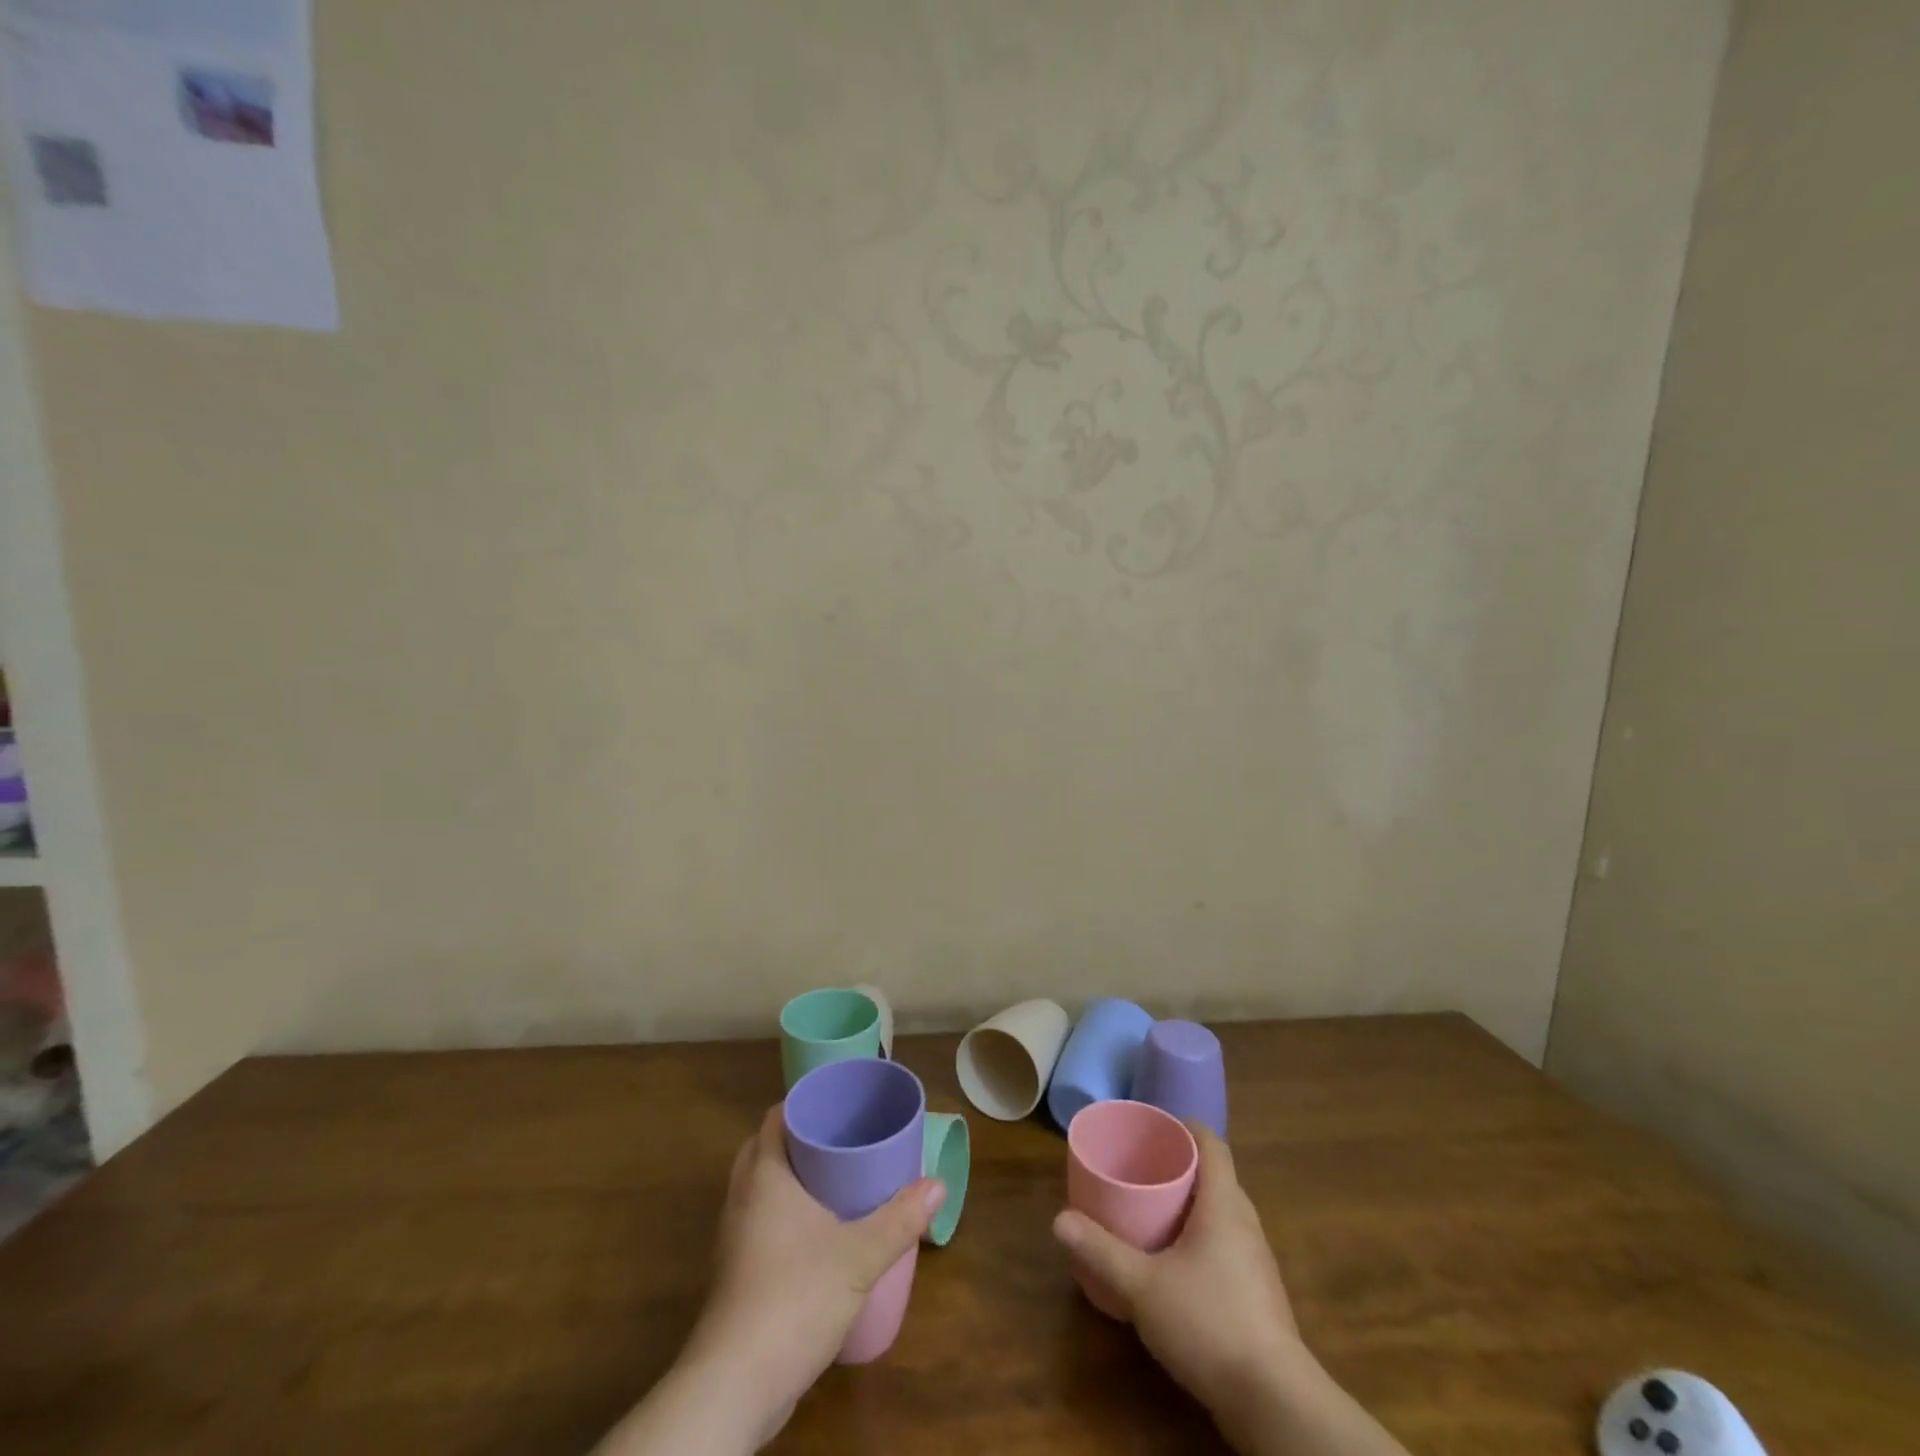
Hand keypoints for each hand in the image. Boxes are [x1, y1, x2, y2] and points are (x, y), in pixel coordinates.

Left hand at [677, 1105, 944, 1446]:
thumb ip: (900, 1218)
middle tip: (842, 1137)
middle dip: (801, 1138)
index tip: (838, 1103)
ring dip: (790, 1175)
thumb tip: (938, 1184)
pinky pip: (759, 1218)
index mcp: (765, 1174)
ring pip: (760, 1185)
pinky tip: (816, 1230)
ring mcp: (734, 1236)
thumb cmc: (795, 1298)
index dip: (805, 1103)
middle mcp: (742, 1196)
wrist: (736, 1384)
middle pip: (767, 1147)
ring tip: (835, 1178)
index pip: (777, 1117)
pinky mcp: (736, 1271)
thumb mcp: (859, 1256)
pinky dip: (782, 1210)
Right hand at [1052, 1126, 1307, 1443]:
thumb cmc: (1209, 1323)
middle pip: (1215, 1176)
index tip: (1155, 1126)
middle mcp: (1246, 1223)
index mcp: (1224, 1204)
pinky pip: (1227, 1247)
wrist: (1275, 1403)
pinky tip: (1176, 1265)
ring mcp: (1257, 1262)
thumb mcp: (1142, 1286)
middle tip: (1141, 1167)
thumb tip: (1059, 1219)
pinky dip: (1201, 1240)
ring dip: (1191, 1206)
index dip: (1186, 1127)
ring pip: (1222, 1214)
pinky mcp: (1259, 1297)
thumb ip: (1101, 1251)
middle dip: (1181, 1166)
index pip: (1212, 1144)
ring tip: (1152, 1212)